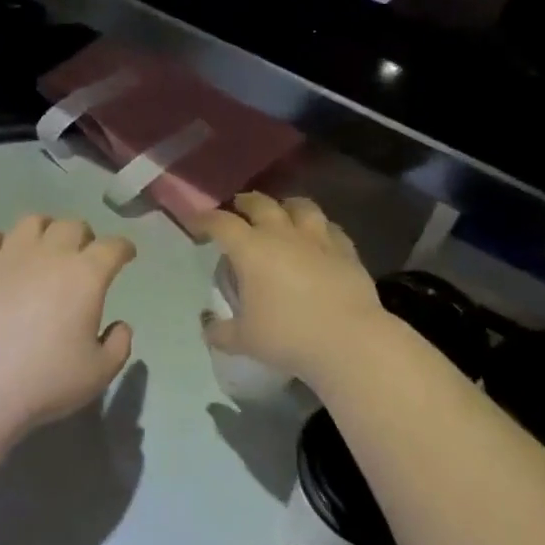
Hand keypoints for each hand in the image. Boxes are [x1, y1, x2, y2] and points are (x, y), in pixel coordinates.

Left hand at [0, 213, 137, 438]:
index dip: (123, 248)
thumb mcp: (102, 371)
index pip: (113, 247)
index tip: (126, 255)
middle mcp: (51, 255)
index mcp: (86, 275)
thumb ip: (119, 343)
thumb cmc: (50, 379)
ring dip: (45, 229)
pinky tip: (2, 256)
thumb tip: (119, 325)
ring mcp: (11, 257)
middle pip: (72, 225)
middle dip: (85, 236)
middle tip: (85, 256)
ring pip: (31, 221)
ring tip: (45, 247)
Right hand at [201, 193, 387, 382]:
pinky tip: (319, 237)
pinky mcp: (346, 250)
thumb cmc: (288, 336)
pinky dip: (319, 227)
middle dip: (245, 203)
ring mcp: (318, 238)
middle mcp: (283, 234)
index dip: (205, 219)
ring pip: (301, 206)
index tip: (196, 223)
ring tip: (282, 212)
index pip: (221, 223)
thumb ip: (221, 332)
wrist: (349, 340)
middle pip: (260, 204)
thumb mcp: (245, 340)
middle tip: (238, 209)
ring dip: (286, 206)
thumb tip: (208, 327)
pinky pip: (330, 228)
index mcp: (251, 249)